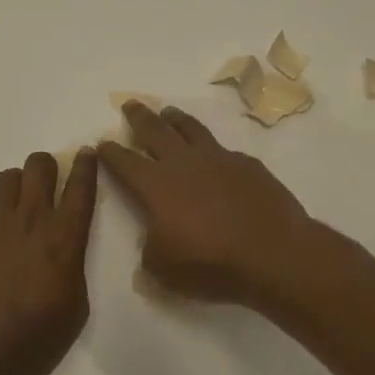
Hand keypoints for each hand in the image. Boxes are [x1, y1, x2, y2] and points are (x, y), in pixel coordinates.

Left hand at [0, 149, 99, 374]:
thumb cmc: (43, 334)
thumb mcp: (78, 300)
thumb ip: (73, 262)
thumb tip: (65, 249)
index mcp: (66, 235)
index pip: (80, 185)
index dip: (86, 164)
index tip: (87, 153)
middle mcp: (33, 219)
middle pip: (39, 166)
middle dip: (48, 167)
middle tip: (52, 183)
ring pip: (8, 177)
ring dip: (20, 183)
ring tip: (24, 204)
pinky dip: (0, 212)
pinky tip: (4, 236)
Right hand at [98, 104, 315, 307]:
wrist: (272, 252)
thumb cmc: (210, 263)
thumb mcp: (164, 269)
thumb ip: (150, 251)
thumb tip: (153, 242)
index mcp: (156, 186)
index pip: (125, 162)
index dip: (111, 153)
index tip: (103, 143)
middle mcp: (183, 163)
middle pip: (155, 131)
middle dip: (139, 117)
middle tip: (130, 105)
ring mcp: (218, 159)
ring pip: (190, 129)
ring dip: (175, 119)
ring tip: (168, 112)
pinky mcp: (247, 164)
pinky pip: (223, 149)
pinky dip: (212, 148)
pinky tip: (214, 154)